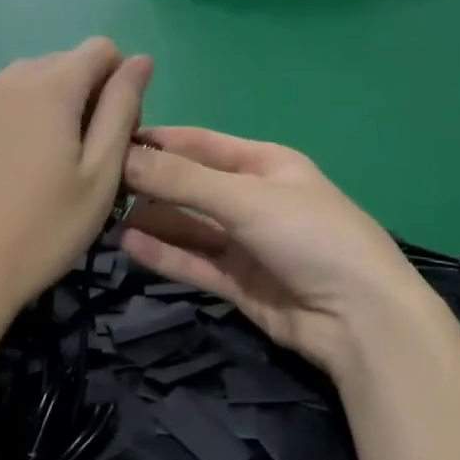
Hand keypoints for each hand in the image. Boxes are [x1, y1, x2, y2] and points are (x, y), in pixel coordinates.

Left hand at [0, 39, 151, 355]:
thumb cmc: (41, 231)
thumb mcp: (100, 175)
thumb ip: (122, 108)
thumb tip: (141, 60)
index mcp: (49, 86)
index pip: (101, 49)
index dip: (120, 83)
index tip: (114, 135)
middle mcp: (7, 78)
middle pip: (63, 63)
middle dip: (86, 94)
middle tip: (84, 158)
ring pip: (28, 82)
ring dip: (50, 106)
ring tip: (45, 165)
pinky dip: (16, 119)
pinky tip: (10, 170)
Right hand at [120, 128, 446, 380]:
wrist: (361, 320)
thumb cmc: (309, 235)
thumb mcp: (245, 198)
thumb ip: (182, 180)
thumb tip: (122, 156)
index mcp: (264, 164)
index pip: (200, 144)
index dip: (158, 141)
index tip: (111, 139)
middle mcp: (252, 200)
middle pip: (190, 186)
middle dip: (150, 184)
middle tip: (98, 186)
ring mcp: (246, 243)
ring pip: (189, 227)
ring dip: (152, 221)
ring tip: (104, 217)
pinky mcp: (239, 283)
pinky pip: (194, 262)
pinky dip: (164, 254)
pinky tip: (128, 245)